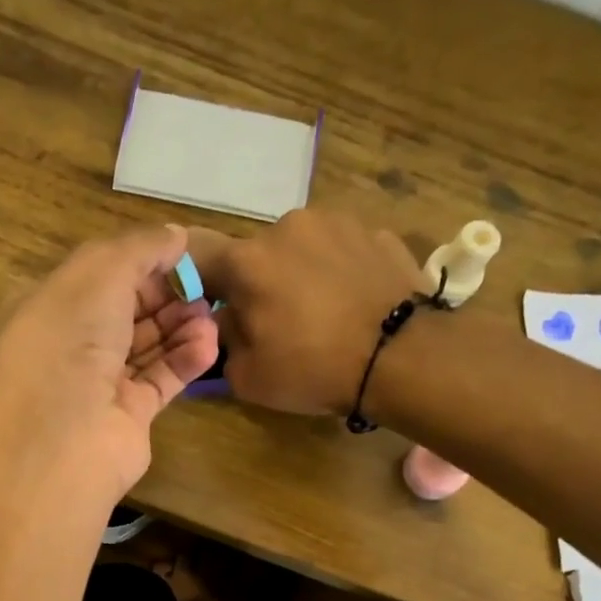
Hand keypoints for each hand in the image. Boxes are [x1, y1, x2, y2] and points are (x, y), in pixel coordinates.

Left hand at [0, 225, 218, 499]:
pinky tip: (210, 344)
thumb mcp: (99, 274)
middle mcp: (74, 345)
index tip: (183, 253)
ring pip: (148, 345)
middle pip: (128, 310)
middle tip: (206, 287)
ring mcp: (101, 383)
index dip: (141, 262)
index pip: (102, 275)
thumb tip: (175, 235)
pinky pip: (161, 379)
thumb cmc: (70, 343)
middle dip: (167, 295)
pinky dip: (186, 360)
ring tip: (213, 316)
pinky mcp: (129, 415)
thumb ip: (139, 249)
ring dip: (182, 326)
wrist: (62, 439)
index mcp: (54, 307)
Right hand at [188, 210, 425, 415]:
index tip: (208, 310)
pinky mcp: (376, 232)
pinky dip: (338, 273)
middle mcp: (286, 226)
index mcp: (246, 260)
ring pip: (299, 249)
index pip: (199, 259)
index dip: (198, 285)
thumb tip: (228, 320)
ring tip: (320, 314)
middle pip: (255, 255)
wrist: (402, 357)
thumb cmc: (313, 369)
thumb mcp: (246, 377)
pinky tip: (351, 305)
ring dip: (299, 274)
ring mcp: (336, 223)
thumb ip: (223, 341)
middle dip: (257, 284)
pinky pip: (340, 252)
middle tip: (274, 323)